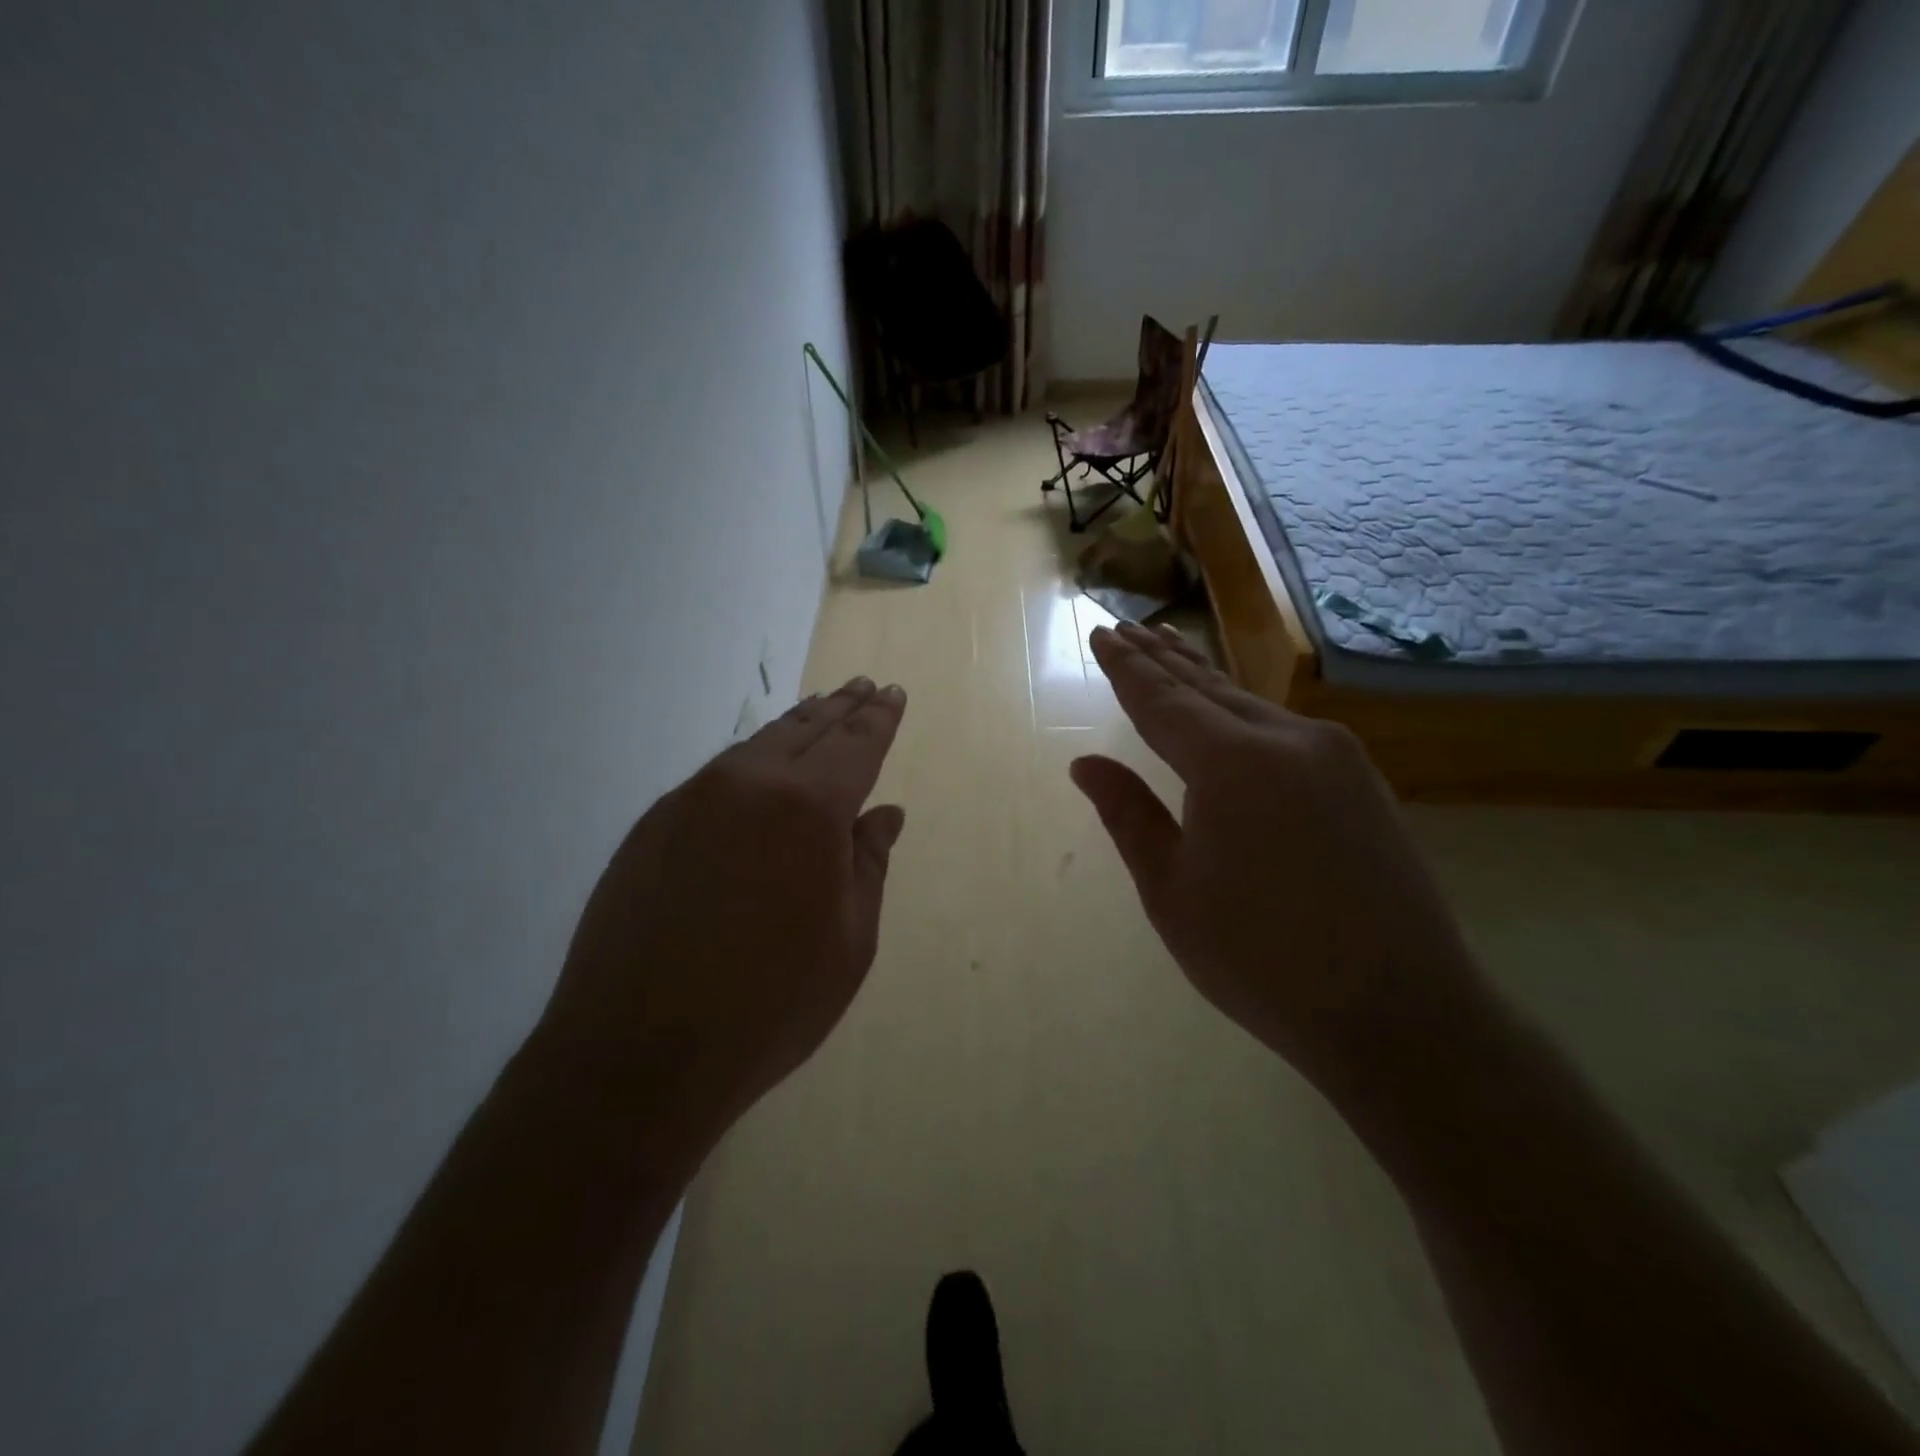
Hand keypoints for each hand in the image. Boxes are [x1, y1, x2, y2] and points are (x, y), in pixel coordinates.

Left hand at [538, 677, 907, 1152]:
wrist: (638, 1055)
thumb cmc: (770, 1005)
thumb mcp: (848, 941)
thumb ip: (868, 865)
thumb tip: (883, 815)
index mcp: (809, 808)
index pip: (855, 744)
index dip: (879, 718)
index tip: (893, 693)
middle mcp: (748, 785)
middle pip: (805, 730)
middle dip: (840, 708)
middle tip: (861, 687)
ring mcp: (691, 800)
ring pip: (756, 746)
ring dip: (794, 727)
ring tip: (819, 711)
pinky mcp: (651, 826)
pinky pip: (717, 776)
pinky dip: (751, 761)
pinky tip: (759, 770)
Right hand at [1071, 623, 1479, 1090]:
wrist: (1401, 1012)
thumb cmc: (1261, 960)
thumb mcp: (1172, 891)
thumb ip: (1129, 815)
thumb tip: (1085, 764)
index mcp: (1231, 765)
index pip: (1162, 700)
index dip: (1126, 669)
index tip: (1101, 635)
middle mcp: (1288, 740)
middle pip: (1208, 688)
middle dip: (1161, 659)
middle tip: (1128, 628)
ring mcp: (1335, 757)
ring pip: (1250, 704)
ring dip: (1204, 679)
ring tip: (1169, 648)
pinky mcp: (1362, 781)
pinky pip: (1285, 729)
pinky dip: (1243, 711)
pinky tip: (1232, 710)